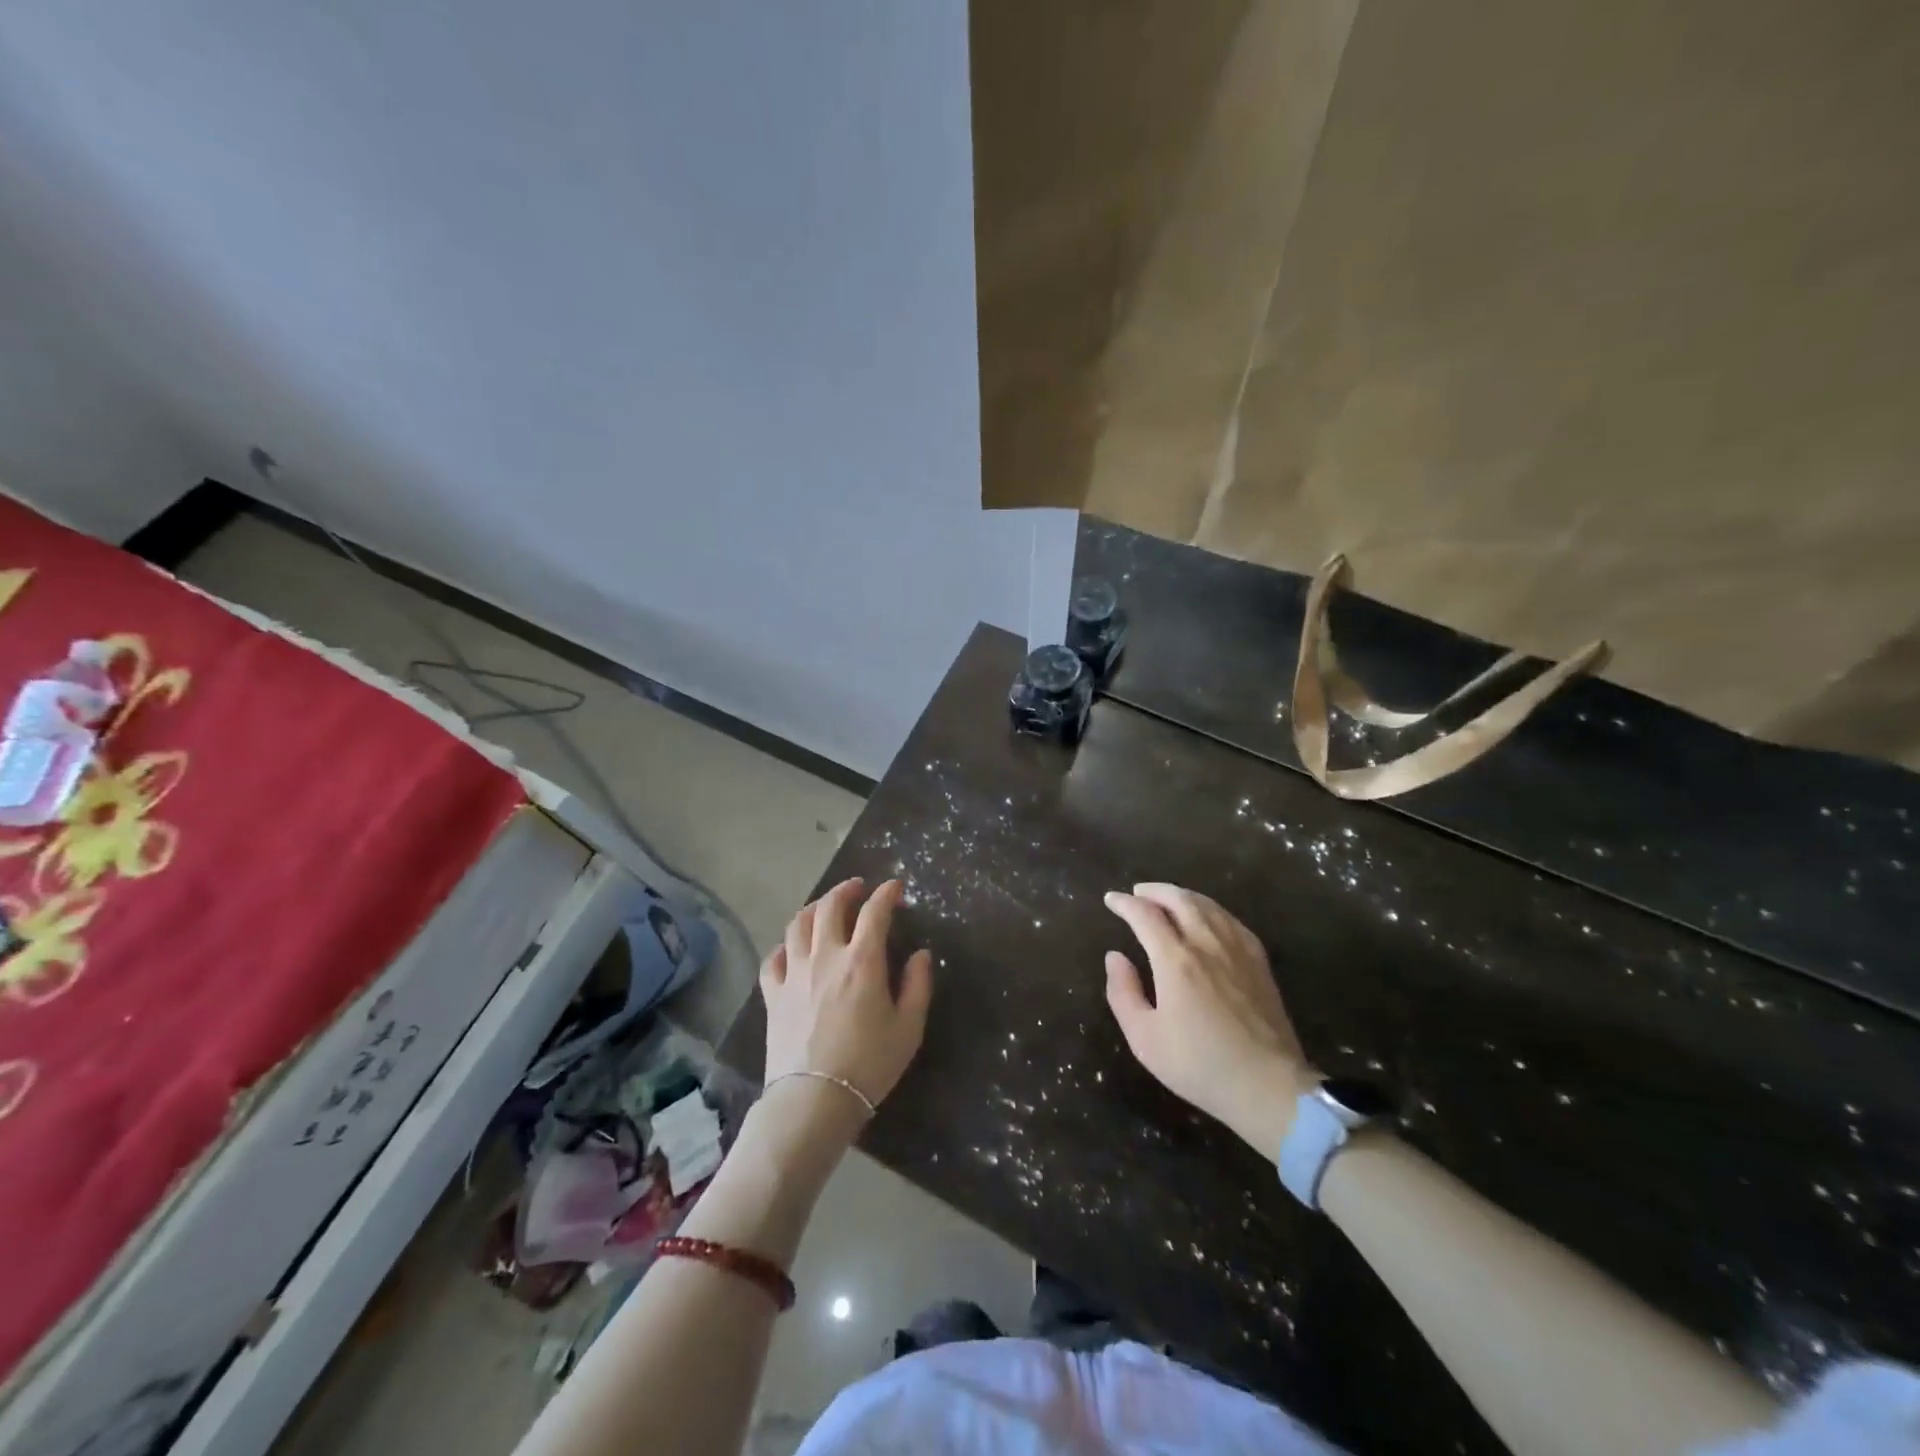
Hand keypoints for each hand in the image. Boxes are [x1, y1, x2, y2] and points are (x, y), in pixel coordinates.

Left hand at [760, 878, 933, 1114]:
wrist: (814, 1100)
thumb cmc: (869, 1064)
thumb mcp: (908, 1028)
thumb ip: (917, 985)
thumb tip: (921, 954)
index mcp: (862, 960)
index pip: (875, 911)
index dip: (887, 893)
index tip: (896, 888)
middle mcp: (825, 956)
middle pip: (830, 907)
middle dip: (846, 890)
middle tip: (859, 888)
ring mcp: (794, 973)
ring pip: (797, 924)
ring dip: (813, 908)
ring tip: (824, 907)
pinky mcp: (773, 995)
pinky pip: (773, 959)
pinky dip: (784, 946)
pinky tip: (792, 949)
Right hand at [1104, 883, 1315, 1158]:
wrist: (1268, 1087)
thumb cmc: (1199, 1065)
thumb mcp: (1145, 1038)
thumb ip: (1123, 993)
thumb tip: (1115, 957)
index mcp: (1176, 960)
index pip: (1145, 915)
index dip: (1124, 903)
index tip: (1111, 900)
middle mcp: (1207, 944)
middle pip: (1179, 899)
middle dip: (1154, 891)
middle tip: (1138, 892)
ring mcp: (1237, 949)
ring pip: (1207, 905)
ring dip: (1181, 895)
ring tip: (1166, 898)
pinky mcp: (1259, 961)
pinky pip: (1230, 919)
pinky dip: (1210, 908)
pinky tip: (1206, 917)